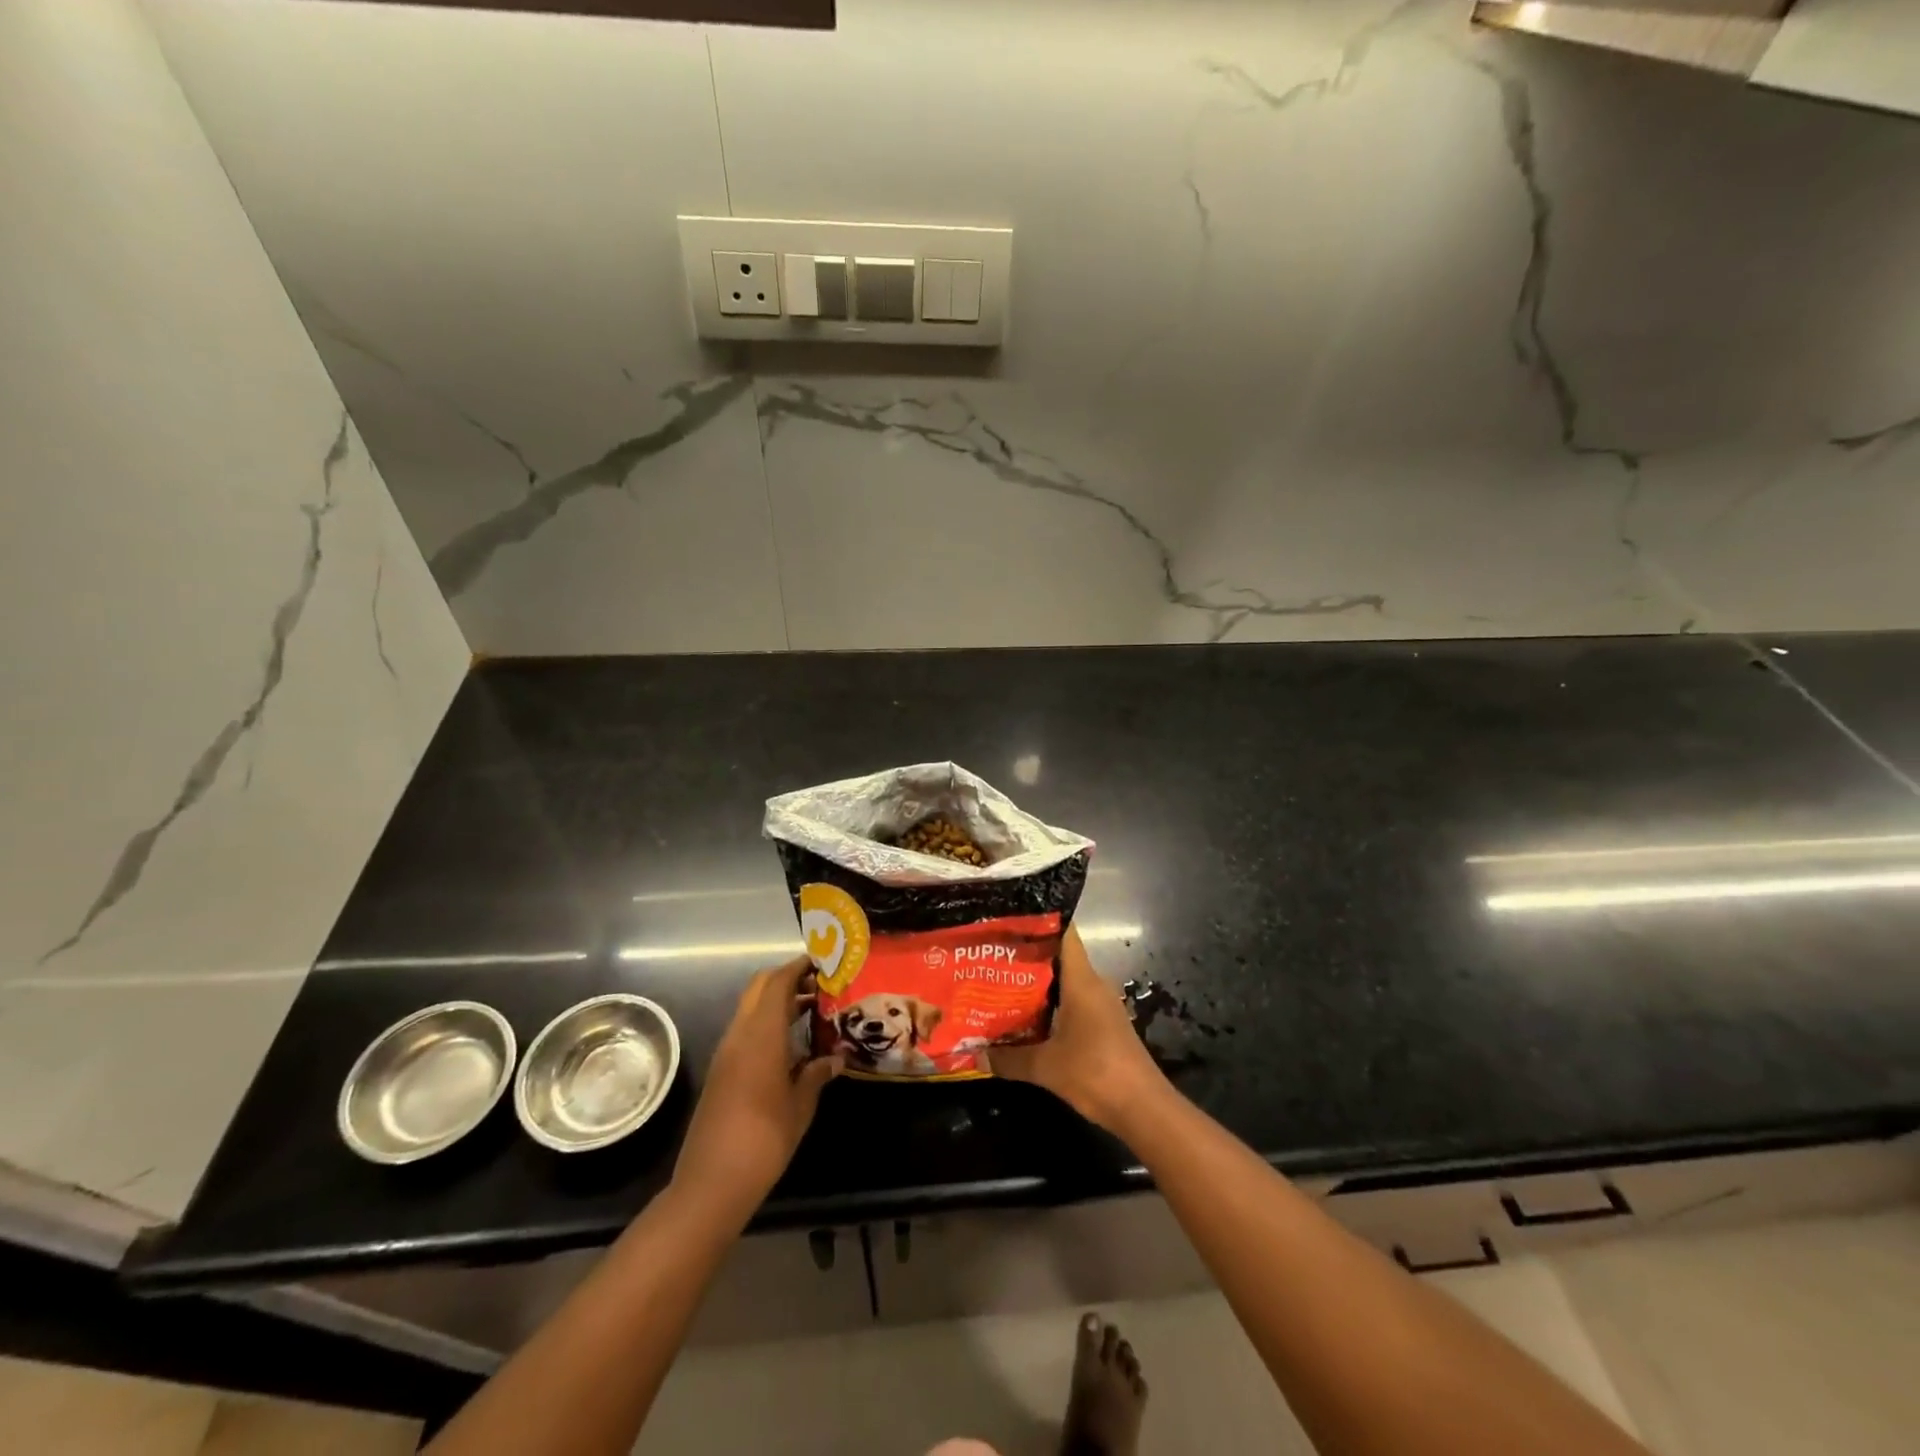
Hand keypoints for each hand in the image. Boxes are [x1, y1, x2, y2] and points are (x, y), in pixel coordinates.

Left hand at [672, 954, 840, 1221]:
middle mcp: (740, 1034)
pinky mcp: (721, 1070)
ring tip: (812, 1012)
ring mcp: (726, 1052)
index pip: (778, 982)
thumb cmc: (764, 1139)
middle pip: (760, 987)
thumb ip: (817, 1075)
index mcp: (761, 1034)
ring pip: (751, 1008)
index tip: (823, 964)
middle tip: (819, 986)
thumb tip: (835, 1059)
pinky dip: (767, 1023)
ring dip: (777, 1001)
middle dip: (787, 978)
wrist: (712, 1183)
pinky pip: (745, 1030)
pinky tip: (791, 1044)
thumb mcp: (800, 1105)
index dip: (799, 967)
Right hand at [991, 926, 1168, 1135]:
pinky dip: (1050, 1006)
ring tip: (1000, 985)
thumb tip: (976, 1056)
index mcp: (1082, 981)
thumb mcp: (1045, 1068)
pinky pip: (1073, 1004)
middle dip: (1027, 956)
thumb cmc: (1095, 1073)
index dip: (1038, 921)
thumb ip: (1009, 1059)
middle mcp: (1093, 985)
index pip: (1064, 933)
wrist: (1143, 1109)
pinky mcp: (1104, 1026)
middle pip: (1059, 958)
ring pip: (1066, 983)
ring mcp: (1101, 1006)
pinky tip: (1027, 1019)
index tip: (1008, 919)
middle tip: (991, 956)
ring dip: (1037, 985)